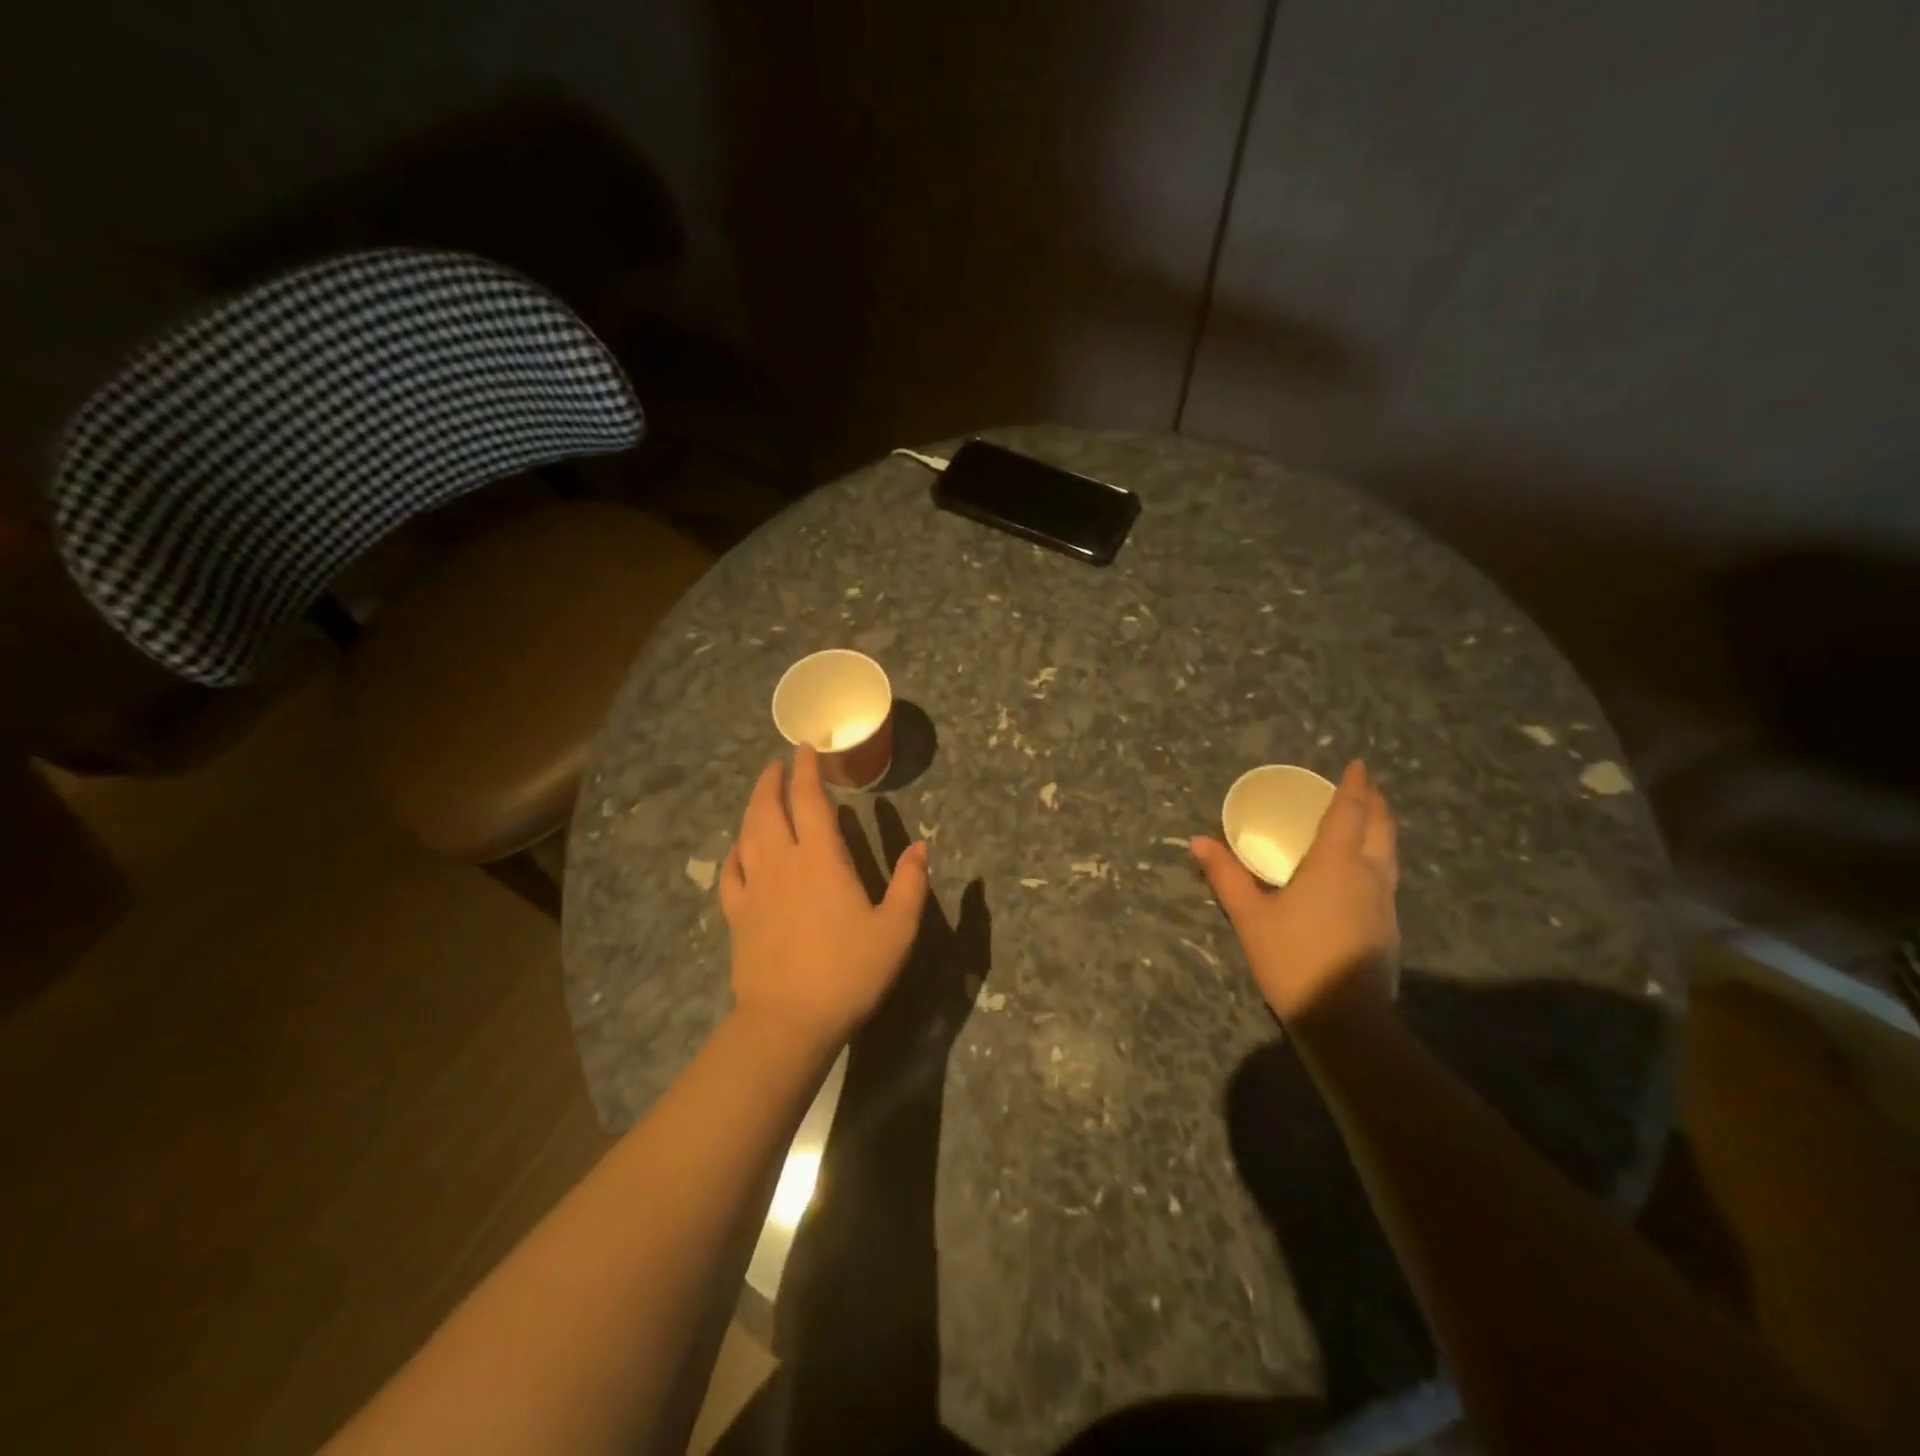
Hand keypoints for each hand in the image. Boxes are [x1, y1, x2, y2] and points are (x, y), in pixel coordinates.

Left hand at [719, 747, 929, 1050]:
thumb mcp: (897, 930)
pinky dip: (734, 852)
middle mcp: (782, 862)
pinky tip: (739, 849)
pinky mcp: (738, 915)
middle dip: (772, 781)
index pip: (810, 800)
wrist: (788, 1021)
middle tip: (778, 765)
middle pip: (769, 809)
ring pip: (747, 834)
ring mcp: (754, 888)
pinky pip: (730, 873)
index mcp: (821, 859)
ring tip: (761, 795)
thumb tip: (921, 847)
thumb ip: (911, 884)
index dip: (807, 770)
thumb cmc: (849, 972)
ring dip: (753, 807)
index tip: (805, 748)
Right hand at [1191, 760, 1399, 1025]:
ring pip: (1389, 852)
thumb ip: (1226, 876)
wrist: (1344, 1018)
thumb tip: (1199, 841)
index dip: (1353, 786)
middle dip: (1374, 803)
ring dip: (1380, 829)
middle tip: (1366, 786)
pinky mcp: (1387, 926)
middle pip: (1380, 828)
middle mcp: (1368, 875)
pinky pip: (1386, 875)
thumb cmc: (1293, 958)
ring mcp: (1383, 902)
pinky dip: (1377, 856)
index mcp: (1336, 864)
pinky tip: (1362, 869)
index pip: (1348, 813)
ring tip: (1367, 819)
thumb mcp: (1250, 916)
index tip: (1357, 765)